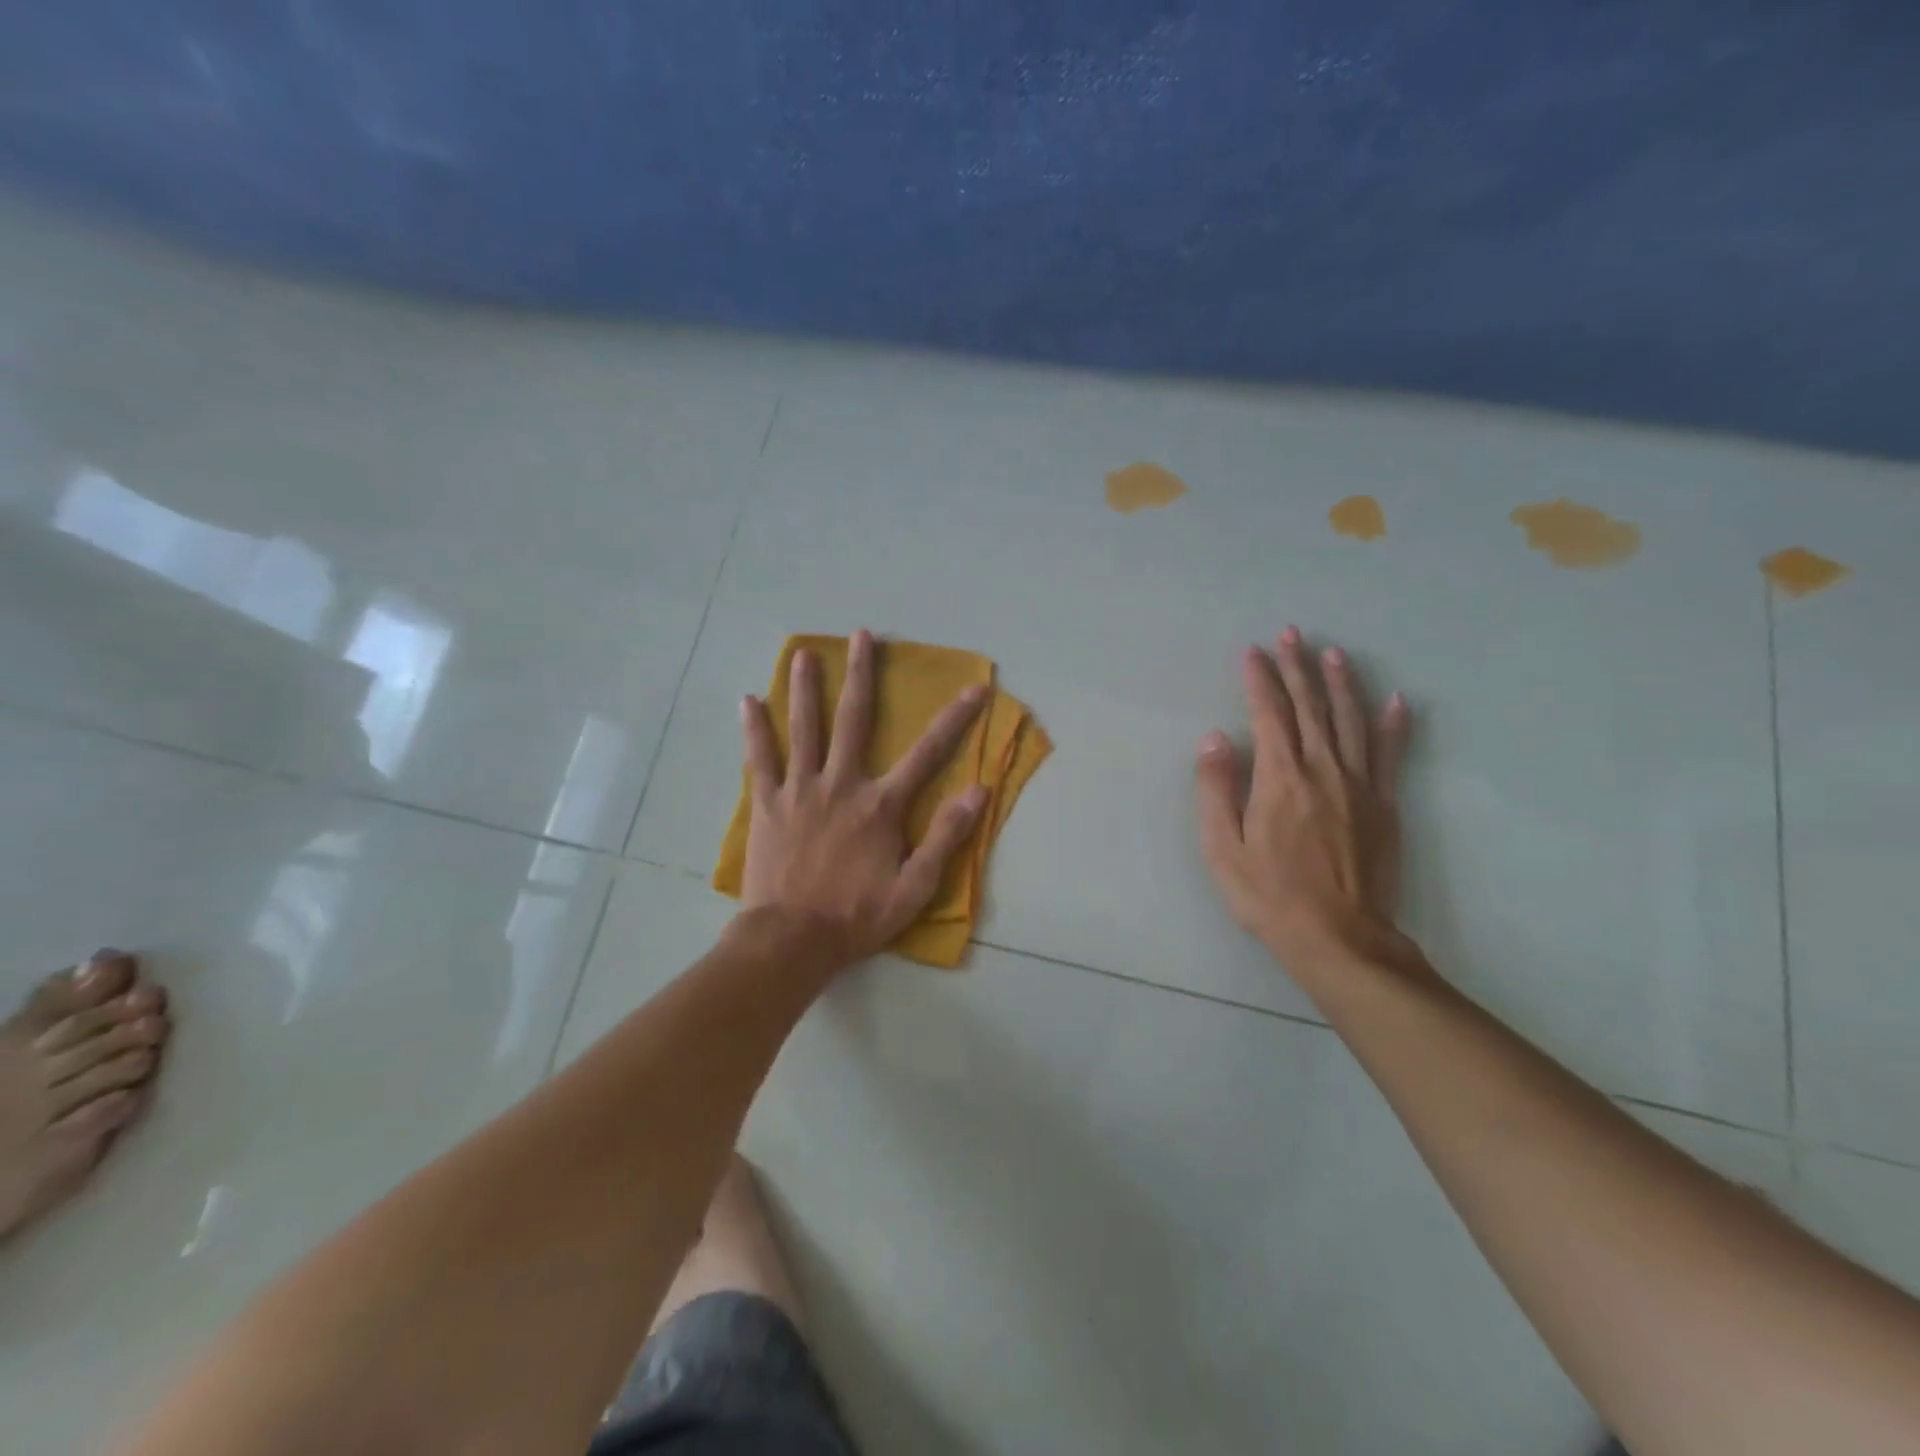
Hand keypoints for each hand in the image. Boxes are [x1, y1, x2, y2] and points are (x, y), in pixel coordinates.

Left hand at [739, 629, 989, 966]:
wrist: (791, 940)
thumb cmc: (856, 916)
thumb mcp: (915, 887)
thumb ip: (946, 836)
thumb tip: (979, 790)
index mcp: (880, 805)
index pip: (927, 752)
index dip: (955, 718)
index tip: (975, 686)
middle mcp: (841, 784)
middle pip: (854, 719)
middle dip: (861, 674)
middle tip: (862, 635)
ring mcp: (799, 790)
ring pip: (803, 729)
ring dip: (804, 689)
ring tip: (802, 655)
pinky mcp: (767, 804)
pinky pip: (759, 759)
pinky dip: (754, 730)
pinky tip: (748, 701)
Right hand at [1194, 627, 1412, 974]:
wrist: (1339, 938)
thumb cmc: (1269, 895)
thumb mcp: (1222, 848)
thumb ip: (1216, 789)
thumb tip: (1215, 739)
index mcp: (1280, 779)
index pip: (1269, 714)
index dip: (1260, 679)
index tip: (1252, 651)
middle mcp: (1322, 770)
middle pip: (1310, 707)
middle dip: (1298, 667)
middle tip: (1291, 633)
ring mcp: (1359, 786)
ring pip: (1350, 721)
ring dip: (1341, 683)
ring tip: (1333, 653)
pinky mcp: (1384, 805)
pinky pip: (1390, 754)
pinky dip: (1392, 725)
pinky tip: (1396, 700)